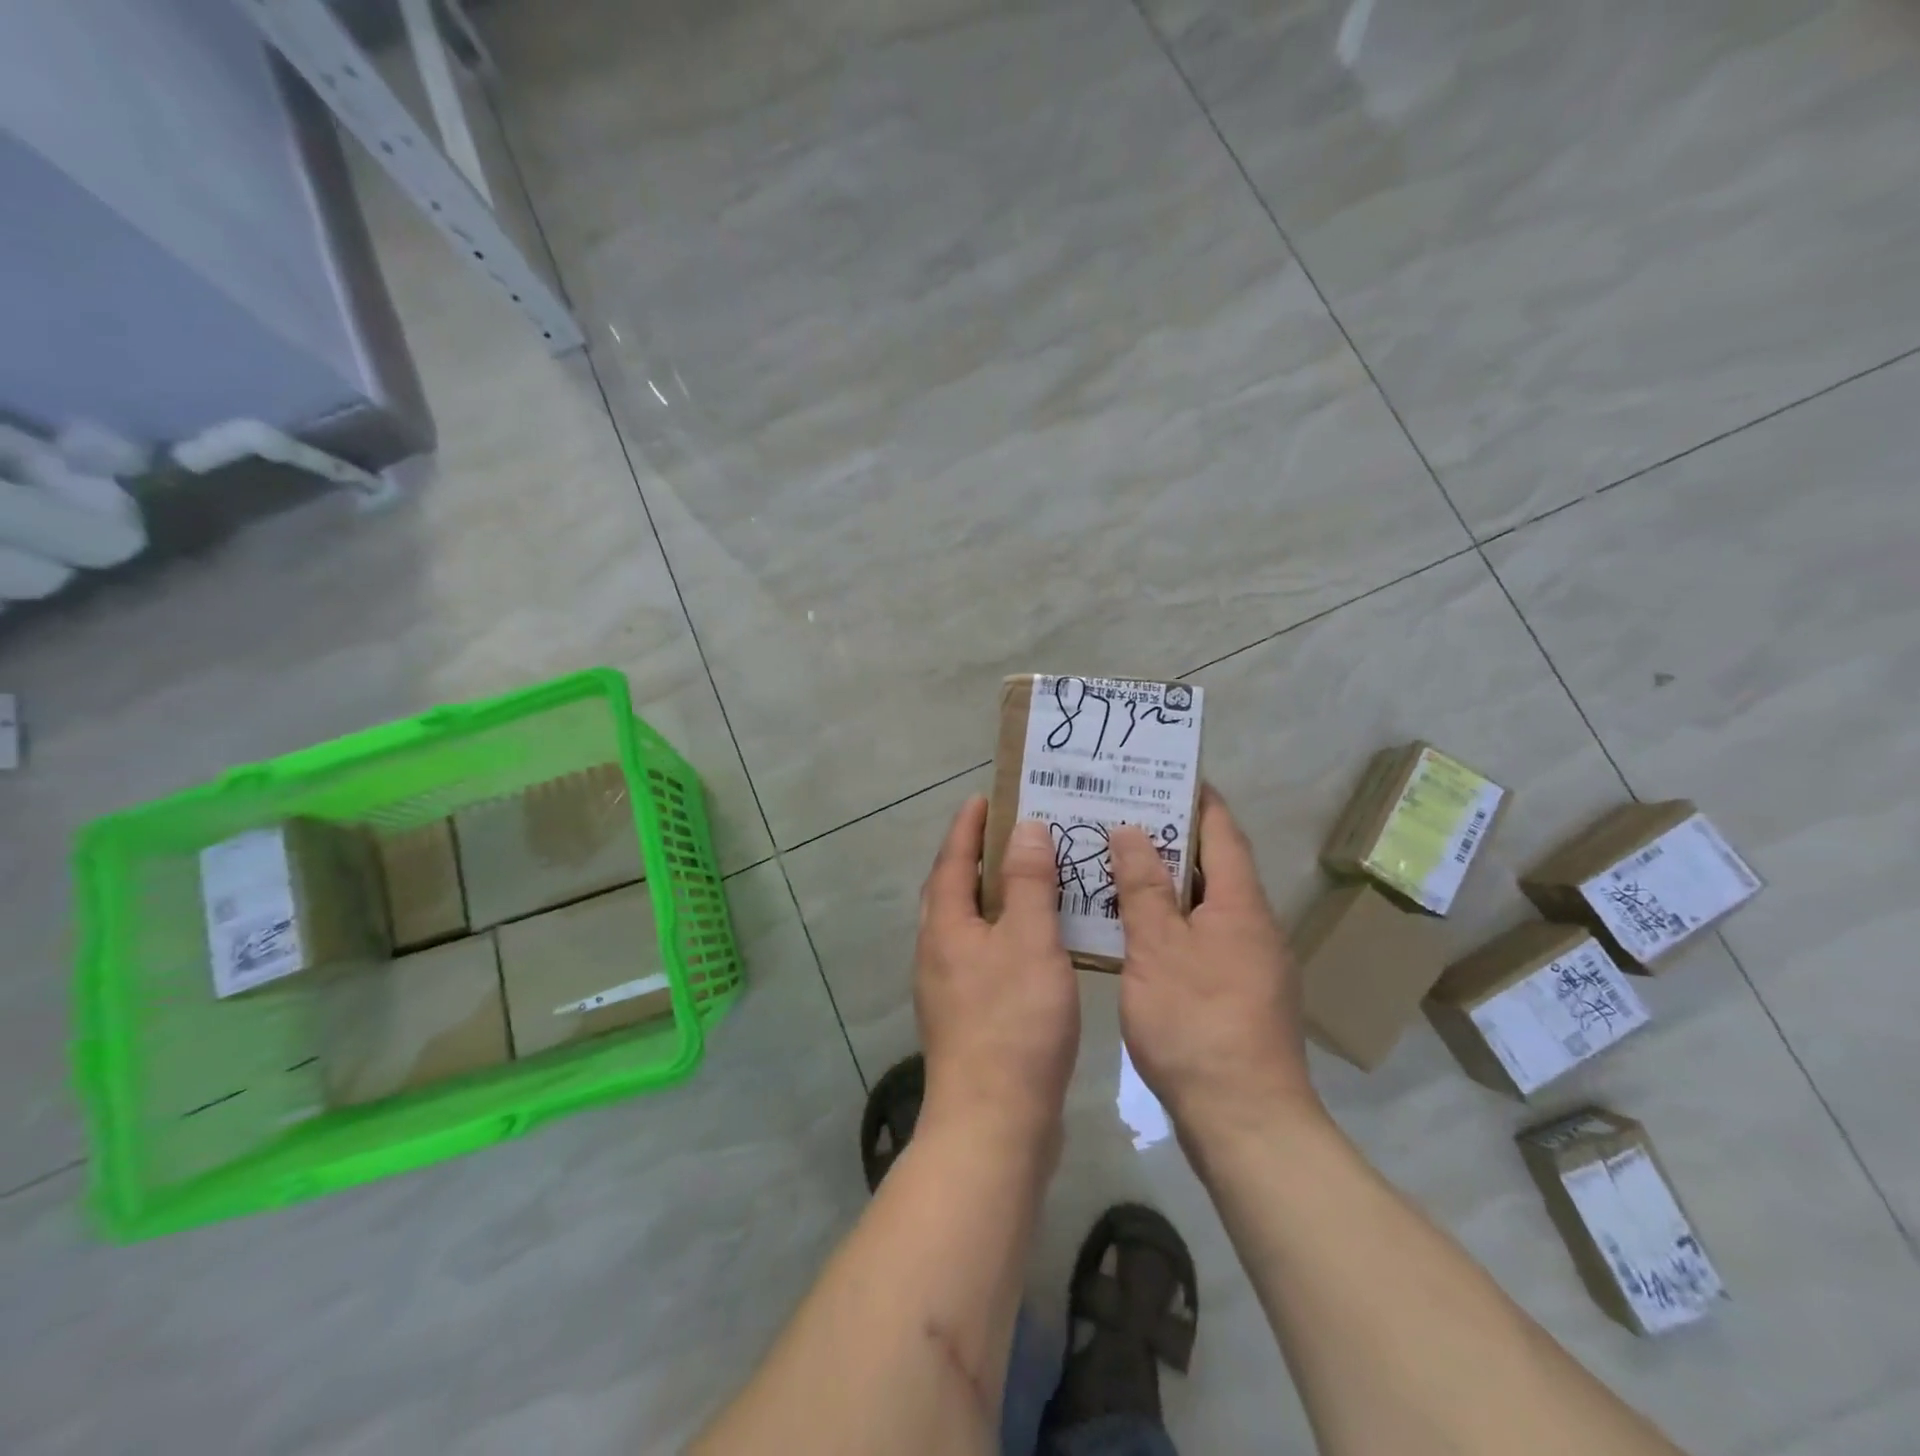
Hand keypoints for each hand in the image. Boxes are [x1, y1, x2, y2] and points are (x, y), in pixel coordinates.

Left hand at [913, 797, 1080, 1147]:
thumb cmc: (1014, 1022)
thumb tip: (1023, 829)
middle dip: (978, 857)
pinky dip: (1006, 934)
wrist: (994, 1123)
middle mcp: (937, 950)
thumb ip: (1029, 883)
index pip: (952, 859)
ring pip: (970, 924)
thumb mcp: (1030, 941)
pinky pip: (985, 955)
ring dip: (995, 896)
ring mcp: (949, 987)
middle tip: (1014, 832)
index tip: (985, 797)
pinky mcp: (967, 1017)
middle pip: (954, 889)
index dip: (968, 826)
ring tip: (1032, 879)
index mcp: (945, 925)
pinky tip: (1037, 943)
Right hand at [1110, 787, 1317, 1135]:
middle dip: (1172, 836)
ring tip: (1118, 861)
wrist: (1246, 1121)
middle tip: (1121, 813)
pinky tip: (1134, 927)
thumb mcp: (1157, 948)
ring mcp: (1250, 962)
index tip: (1162, 773)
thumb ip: (1143, 887)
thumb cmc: (1197, 1023)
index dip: (1195, 797)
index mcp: (1241, 904)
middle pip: (1214, 864)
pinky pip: (1202, 935)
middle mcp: (1254, 924)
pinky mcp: (1238, 993)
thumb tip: (1132, 829)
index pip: (1222, 830)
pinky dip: (1171, 919)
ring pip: (1205, 903)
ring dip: (1168, 880)